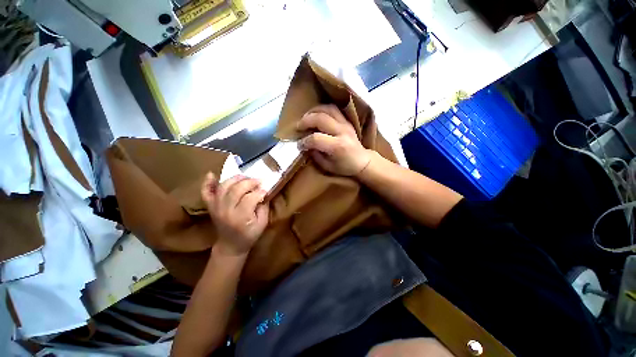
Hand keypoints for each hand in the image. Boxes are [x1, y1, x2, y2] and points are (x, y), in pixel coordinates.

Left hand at [201, 173, 269, 256]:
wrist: (230, 245)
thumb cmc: (249, 235)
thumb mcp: (263, 223)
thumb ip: (264, 207)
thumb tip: (264, 192)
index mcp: (241, 217)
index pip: (251, 198)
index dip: (260, 191)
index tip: (266, 190)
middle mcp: (226, 210)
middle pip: (236, 189)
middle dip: (250, 182)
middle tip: (258, 181)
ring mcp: (216, 207)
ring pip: (223, 187)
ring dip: (235, 179)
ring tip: (245, 177)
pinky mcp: (210, 206)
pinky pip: (206, 192)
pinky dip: (207, 183)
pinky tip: (212, 174)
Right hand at [297, 104, 371, 175]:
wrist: (363, 161)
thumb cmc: (345, 167)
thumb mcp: (328, 166)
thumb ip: (316, 155)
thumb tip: (306, 146)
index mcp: (337, 146)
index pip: (316, 139)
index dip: (304, 141)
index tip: (299, 145)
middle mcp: (342, 132)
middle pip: (320, 119)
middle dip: (305, 121)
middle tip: (298, 127)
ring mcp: (346, 124)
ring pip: (328, 109)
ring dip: (314, 111)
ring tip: (306, 117)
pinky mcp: (347, 121)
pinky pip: (334, 109)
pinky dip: (323, 109)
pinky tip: (316, 114)